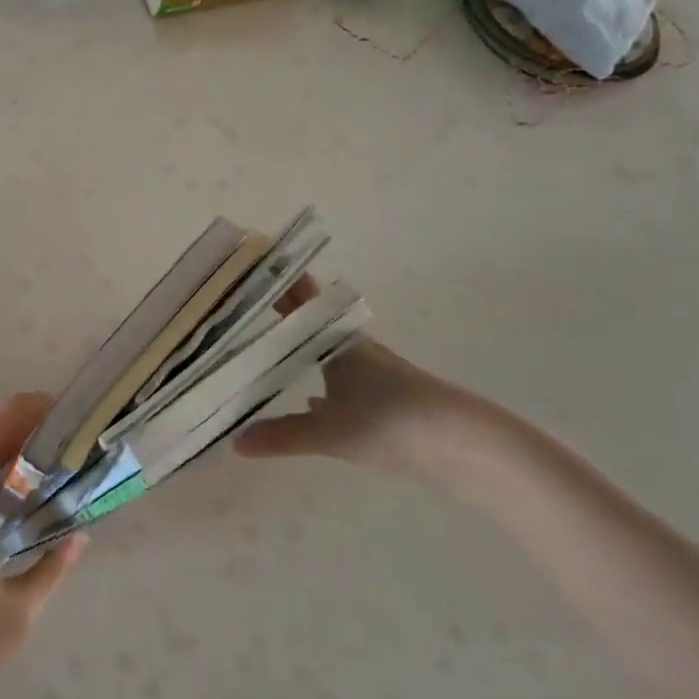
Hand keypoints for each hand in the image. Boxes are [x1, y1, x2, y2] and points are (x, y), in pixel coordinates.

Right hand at [236, 275, 483, 470]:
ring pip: (323, 350)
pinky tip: (307, 399)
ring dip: (298, 345)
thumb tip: (236, 442)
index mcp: (336, 340)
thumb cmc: (391, 420)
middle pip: (309, 322)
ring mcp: (369, 372)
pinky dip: (318, 381)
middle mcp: (351, 347)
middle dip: (280, 311)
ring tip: (265, 345)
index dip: (280, 278)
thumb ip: (282, 436)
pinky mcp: (381, 398)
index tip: (256, 256)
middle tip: (244, 304)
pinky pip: (337, 379)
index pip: (301, 298)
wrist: (462, 442)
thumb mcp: (330, 432)